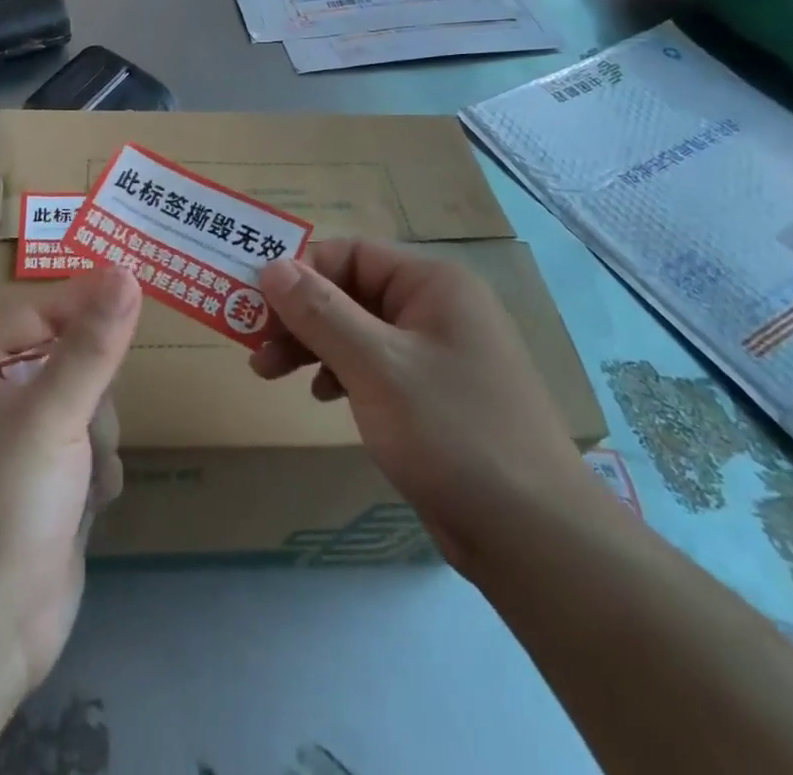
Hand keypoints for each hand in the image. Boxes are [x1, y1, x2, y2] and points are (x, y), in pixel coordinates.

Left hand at [0, 267, 139, 702]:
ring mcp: (28, 454)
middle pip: (72, 364)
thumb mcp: (51, 413)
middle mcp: (3, 407)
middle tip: (91, 417)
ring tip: (86, 474)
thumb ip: (92, 345)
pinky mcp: (52, 495)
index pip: (38, 314)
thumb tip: (126, 273)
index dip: (81, 299)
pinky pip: (93, 457)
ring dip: (99, 440)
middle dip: (93, 391)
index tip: (132, 284)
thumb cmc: (3, 502)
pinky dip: (99, 476)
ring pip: (90, 412)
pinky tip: (90, 505)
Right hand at [251, 240, 597, 572]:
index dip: (300, 273)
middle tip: (256, 347)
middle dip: (300, 316)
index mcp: (433, 284)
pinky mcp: (435, 394)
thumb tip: (272, 265)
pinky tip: (325, 397)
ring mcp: (438, 352)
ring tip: (271, 374)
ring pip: (358, 330)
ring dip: (313, 345)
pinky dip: (342, 372)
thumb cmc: (453, 434)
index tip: (255, 306)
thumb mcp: (376, 366)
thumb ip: (320, 312)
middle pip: (351, 291)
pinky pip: (376, 364)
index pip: (350, 254)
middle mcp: (437, 307)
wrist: (536, 540)